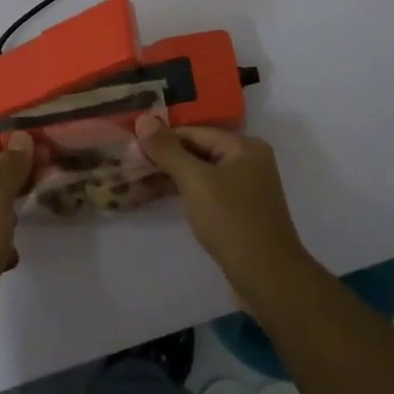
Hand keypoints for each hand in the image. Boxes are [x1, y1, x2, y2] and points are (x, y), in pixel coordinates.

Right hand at [135, 114, 311, 286]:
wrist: (266, 275)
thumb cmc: (231, 220)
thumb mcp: (195, 181)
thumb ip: (168, 150)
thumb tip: (143, 118)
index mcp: (243, 146)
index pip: (193, 133)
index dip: (160, 139)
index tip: (129, 149)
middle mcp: (247, 161)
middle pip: (195, 152)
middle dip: (160, 161)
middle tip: (126, 168)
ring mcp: (243, 188)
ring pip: (197, 175)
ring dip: (165, 180)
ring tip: (131, 187)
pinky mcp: (236, 211)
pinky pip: (203, 193)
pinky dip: (180, 194)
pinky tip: (152, 199)